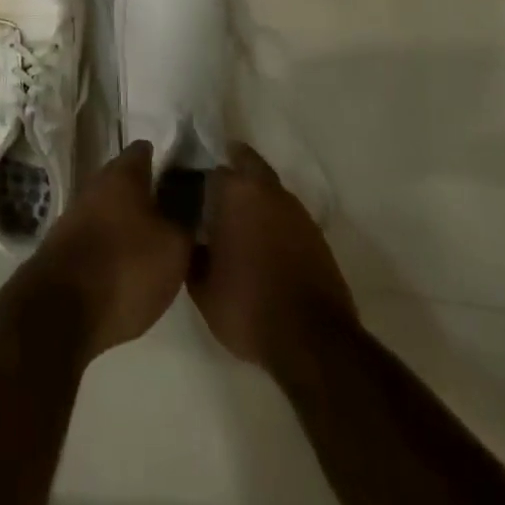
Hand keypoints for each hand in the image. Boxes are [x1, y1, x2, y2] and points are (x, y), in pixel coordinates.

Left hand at [20, 141, 192, 360]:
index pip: (146, 150)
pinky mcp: (66, 244)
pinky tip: (132, 266)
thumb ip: (186, 221)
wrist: (61, 309)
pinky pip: (100, 234)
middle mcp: (96, 184)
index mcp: (122, 173)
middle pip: (128, 180)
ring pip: (113, 208)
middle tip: (180, 214)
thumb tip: (190, 206)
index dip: (167, 160)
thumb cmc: (125, 267)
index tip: (188, 177)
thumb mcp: (174, 248)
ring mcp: (77, 213)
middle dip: (151, 194)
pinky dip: (116, 244)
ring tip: (160, 244)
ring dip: (133, 221)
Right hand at [191, 144, 355, 372]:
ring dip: (255, 196)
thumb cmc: (248, 306)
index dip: (199, 180)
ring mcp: (296, 210)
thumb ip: (191, 252)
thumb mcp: (202, 288)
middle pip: (246, 163)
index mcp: (235, 191)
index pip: (211, 168)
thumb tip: (190, 237)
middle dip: (231, 169)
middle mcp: (267, 189)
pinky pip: (286, 214)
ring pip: (269, 188)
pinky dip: (274, 220)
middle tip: (214, 192)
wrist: (313, 342)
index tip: (189, 195)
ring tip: (238, 221)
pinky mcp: (316, 234)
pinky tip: (263, 243)